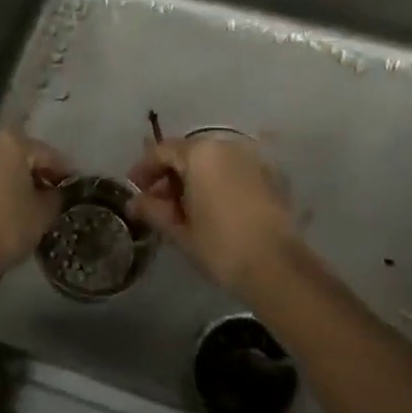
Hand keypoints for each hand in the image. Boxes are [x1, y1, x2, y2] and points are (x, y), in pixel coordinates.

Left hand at [0, 131, 67, 287]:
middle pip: (10, 157)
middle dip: (24, 175)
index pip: (44, 153)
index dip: (61, 171)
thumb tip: (53, 192)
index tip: (70, 186)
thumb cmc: (2, 229)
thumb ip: (54, 197)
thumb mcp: (43, 215)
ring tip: (8, 211)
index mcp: (7, 142)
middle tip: (39, 199)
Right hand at [125, 133, 302, 297]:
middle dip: (169, 175)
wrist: (278, 267)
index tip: (133, 189)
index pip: (163, 151)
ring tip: (183, 209)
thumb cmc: (221, 246)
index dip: (144, 169)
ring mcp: (251, 158)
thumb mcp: (180, 230)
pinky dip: (216, 182)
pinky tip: (211, 208)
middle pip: (188, 153)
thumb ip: (154, 211)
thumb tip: (135, 203)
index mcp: (201, 153)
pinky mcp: (268, 175)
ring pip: (212, 161)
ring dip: (193, 178)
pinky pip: (232, 171)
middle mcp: (226, 146)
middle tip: (156, 203)